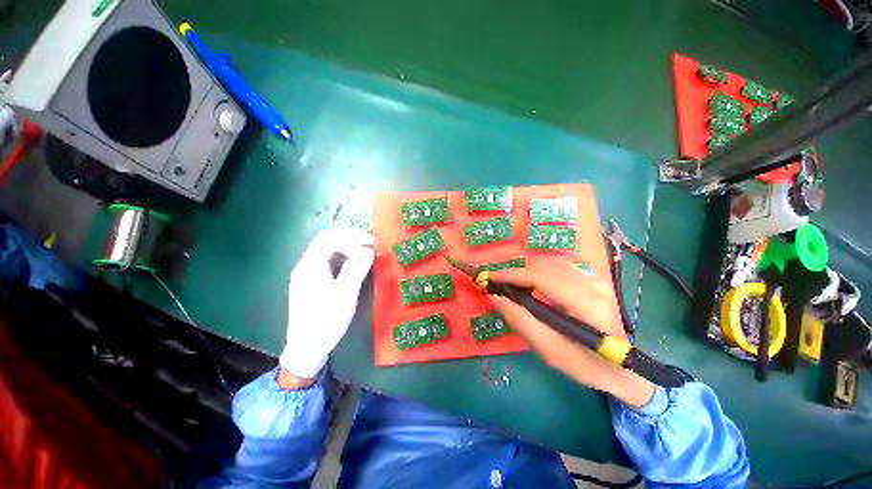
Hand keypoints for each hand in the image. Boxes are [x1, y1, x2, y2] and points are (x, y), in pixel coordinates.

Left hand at [278, 229, 374, 380]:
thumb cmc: (326, 321)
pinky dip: (343, 260)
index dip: (353, 236)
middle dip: (351, 241)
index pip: (330, 239)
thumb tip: (367, 250)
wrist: (307, 348)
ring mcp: (306, 275)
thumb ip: (356, 268)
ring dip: (347, 250)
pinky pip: (328, 263)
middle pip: (327, 242)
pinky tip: (353, 267)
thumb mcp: (345, 294)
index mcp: (310, 266)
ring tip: (365, 256)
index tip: (372, 243)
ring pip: (327, 252)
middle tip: (370, 248)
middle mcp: (305, 266)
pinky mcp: (311, 283)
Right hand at [487, 258, 654, 407]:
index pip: (542, 279)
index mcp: (586, 305)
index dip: (513, 275)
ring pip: (550, 265)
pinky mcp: (593, 280)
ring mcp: (595, 280)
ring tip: (510, 285)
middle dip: (516, 274)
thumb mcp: (549, 350)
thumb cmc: (585, 364)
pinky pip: (559, 267)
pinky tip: (531, 283)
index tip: (490, 277)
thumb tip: (494, 298)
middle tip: (496, 284)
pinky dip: (539, 272)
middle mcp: (593, 285)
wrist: (621, 369)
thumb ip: (520, 321)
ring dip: (526, 272)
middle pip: (544, 268)